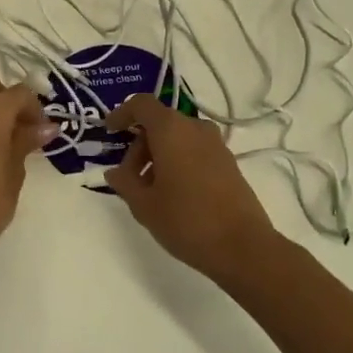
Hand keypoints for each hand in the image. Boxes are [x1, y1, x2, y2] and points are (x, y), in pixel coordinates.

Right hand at [102, 94, 280, 281]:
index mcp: (171, 129)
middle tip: (128, 177)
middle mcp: (195, 128)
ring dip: (158, 155)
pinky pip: (195, 150)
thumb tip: (114, 171)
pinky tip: (173, 193)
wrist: (243, 247)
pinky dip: (178, 161)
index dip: (122, 114)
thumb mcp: (144, 205)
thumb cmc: (186, 220)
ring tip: (149, 190)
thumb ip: (124, 182)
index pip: (142, 105)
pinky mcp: (228, 163)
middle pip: (160, 123)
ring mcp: (216, 145)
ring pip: (178, 138)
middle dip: (139, 145)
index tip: (110, 132)